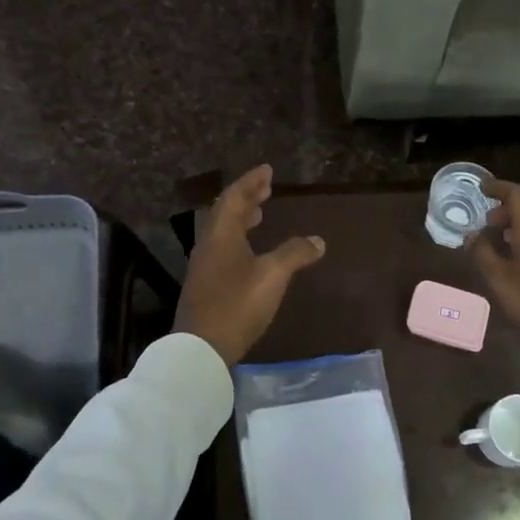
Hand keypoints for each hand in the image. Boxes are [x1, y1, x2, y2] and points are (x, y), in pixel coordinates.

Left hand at [175, 165, 325, 366]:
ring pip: (223, 232)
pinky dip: (238, 239)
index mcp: (221, 234)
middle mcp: (209, 244)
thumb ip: (294, 254)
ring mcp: (204, 266)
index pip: (234, 197)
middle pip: (226, 212)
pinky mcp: (205, 285)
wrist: (201, 348)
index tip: (267, 170)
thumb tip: (318, 240)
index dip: (251, 182)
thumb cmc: (237, 304)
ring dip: (242, 218)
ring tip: (259, 214)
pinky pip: (223, 249)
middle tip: (266, 188)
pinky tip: (250, 251)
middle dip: (247, 198)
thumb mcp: (272, 276)